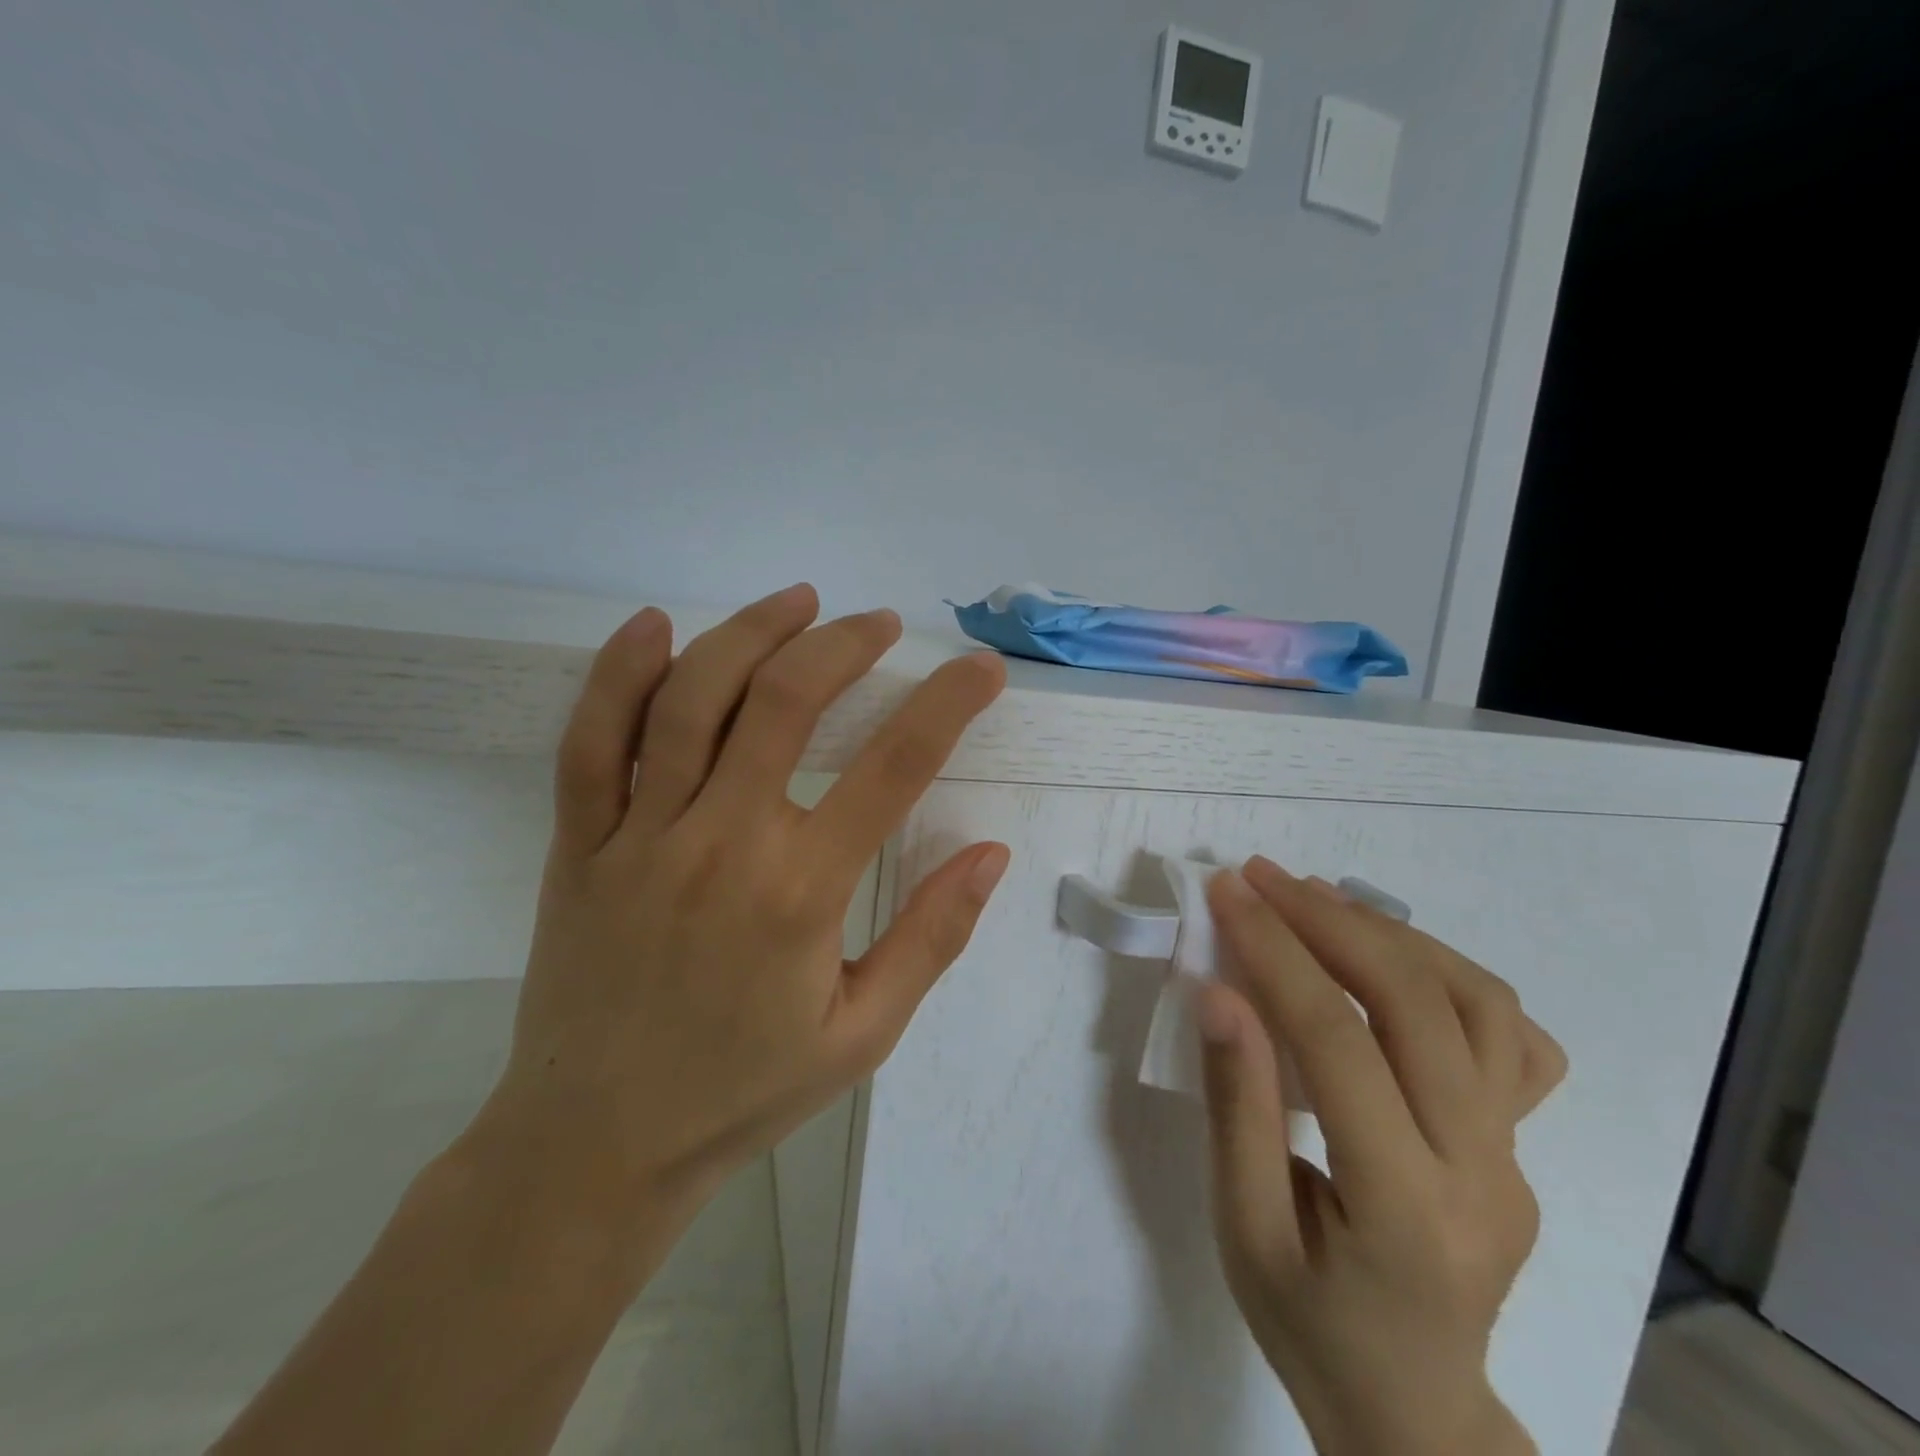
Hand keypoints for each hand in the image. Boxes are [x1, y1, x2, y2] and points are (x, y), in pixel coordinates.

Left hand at [470, 584, 1011, 1263]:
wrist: (595, 1147)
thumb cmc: (742, 1092)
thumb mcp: (862, 1035)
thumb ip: (931, 939)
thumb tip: (990, 854)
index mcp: (800, 894)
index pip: (893, 768)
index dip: (946, 704)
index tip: (980, 668)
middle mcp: (722, 845)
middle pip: (784, 703)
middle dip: (844, 645)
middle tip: (881, 623)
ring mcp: (641, 837)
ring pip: (691, 701)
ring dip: (750, 634)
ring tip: (799, 601)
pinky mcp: (581, 844)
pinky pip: (591, 742)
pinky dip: (619, 674)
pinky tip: (655, 625)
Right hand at [1194, 857, 1567, 1455]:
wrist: (1411, 1407)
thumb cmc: (1308, 1322)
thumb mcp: (1243, 1227)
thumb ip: (1236, 1106)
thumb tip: (1220, 992)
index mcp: (1404, 1207)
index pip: (1337, 1041)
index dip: (1275, 952)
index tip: (1226, 893)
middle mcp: (1482, 1171)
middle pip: (1417, 1005)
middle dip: (1329, 921)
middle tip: (1261, 877)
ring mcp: (1516, 1156)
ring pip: (1478, 1004)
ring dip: (1390, 933)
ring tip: (1316, 899)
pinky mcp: (1519, 1145)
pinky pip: (1507, 1036)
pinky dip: (1446, 974)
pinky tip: (1388, 958)